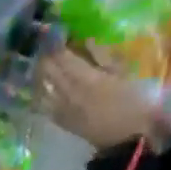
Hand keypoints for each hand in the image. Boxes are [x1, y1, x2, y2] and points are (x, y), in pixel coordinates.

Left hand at [35, 47, 163, 150]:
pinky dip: (39, 92)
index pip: (60, 56)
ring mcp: (59, 109)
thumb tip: (86, 40)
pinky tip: (40, 86)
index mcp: (84, 78)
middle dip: (43, 55)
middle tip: (46, 43)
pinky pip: (42, 104)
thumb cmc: (132, 103)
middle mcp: (66, 93)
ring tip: (41, 62)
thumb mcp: (122, 74)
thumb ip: (102, 56)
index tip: (53, 29)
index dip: (54, 41)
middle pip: (46, 70)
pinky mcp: (59, 120)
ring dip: (38, 73)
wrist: (125, 140)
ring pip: (40, 87)